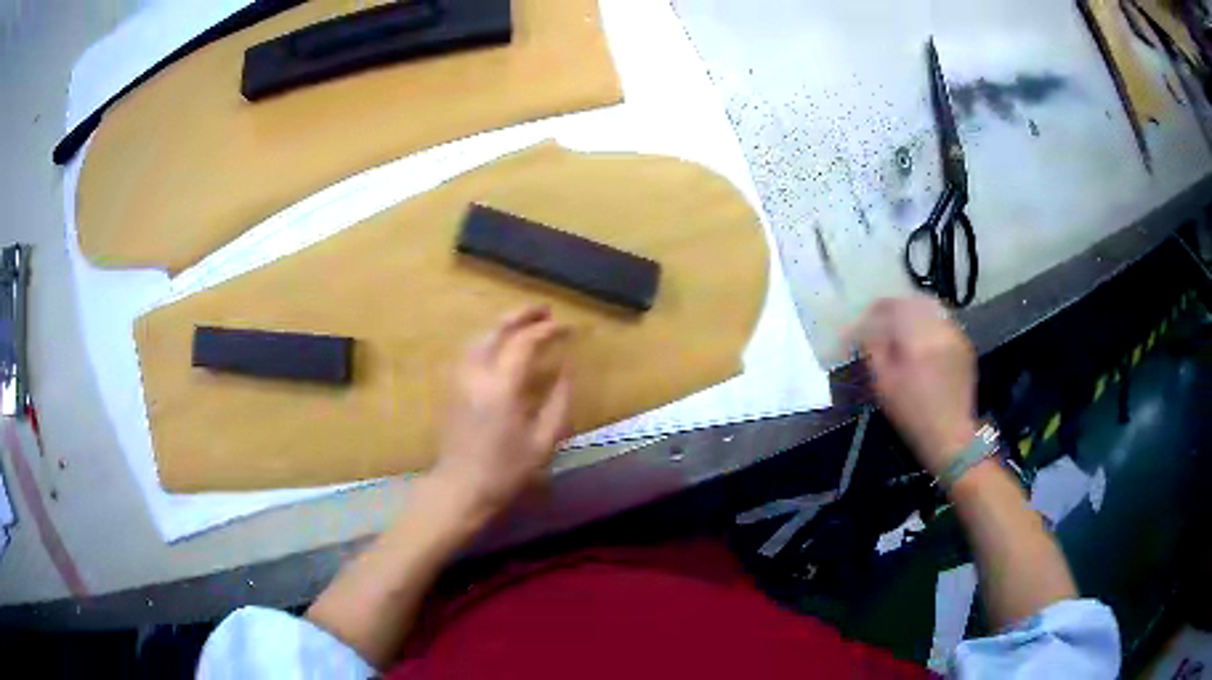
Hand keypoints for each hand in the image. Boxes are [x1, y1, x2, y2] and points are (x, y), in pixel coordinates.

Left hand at [431, 306, 572, 524]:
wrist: (461, 487)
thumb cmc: (506, 469)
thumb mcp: (543, 441)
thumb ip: (558, 401)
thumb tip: (566, 370)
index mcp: (502, 386)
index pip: (525, 342)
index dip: (548, 330)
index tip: (568, 328)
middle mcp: (477, 373)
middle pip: (497, 329)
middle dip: (522, 315)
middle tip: (545, 310)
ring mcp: (460, 378)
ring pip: (480, 337)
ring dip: (503, 324)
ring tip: (526, 323)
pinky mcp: (452, 386)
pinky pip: (471, 351)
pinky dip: (489, 339)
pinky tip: (501, 346)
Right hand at [850, 296, 977, 475]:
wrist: (951, 436)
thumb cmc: (912, 415)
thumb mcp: (883, 384)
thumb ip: (873, 348)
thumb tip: (865, 328)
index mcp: (917, 338)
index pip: (893, 306)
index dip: (876, 309)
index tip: (865, 320)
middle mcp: (940, 329)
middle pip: (913, 301)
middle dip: (896, 307)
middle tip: (883, 321)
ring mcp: (956, 334)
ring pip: (931, 308)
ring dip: (914, 313)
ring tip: (903, 330)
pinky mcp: (965, 344)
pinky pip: (944, 322)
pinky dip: (930, 324)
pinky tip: (924, 342)